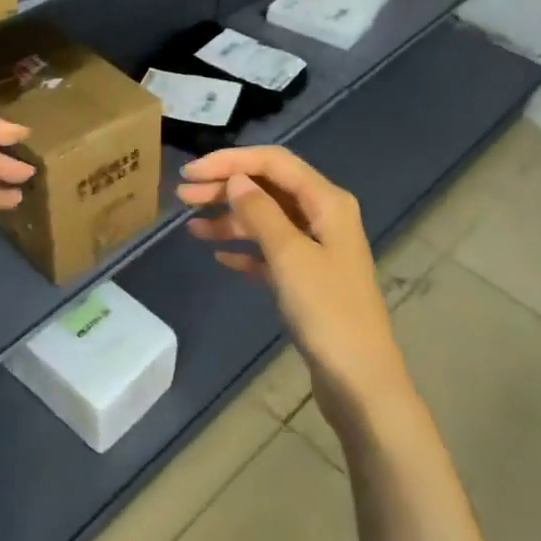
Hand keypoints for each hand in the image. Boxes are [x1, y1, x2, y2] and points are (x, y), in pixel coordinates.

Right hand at [178, 146, 411, 428]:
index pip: (274, 162)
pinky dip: (245, 249)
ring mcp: (316, 248)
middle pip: (269, 188)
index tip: (191, 173)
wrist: (358, 379)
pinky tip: (219, 256)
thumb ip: (260, 212)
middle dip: (225, 188)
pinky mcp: (307, 278)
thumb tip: (237, 180)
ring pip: (267, 220)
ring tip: (191, 228)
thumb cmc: (326, 310)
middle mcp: (324, 216)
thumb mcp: (289, 255)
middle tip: (182, 198)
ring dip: (230, 219)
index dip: (231, 161)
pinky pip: (270, 251)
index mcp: (327, 201)